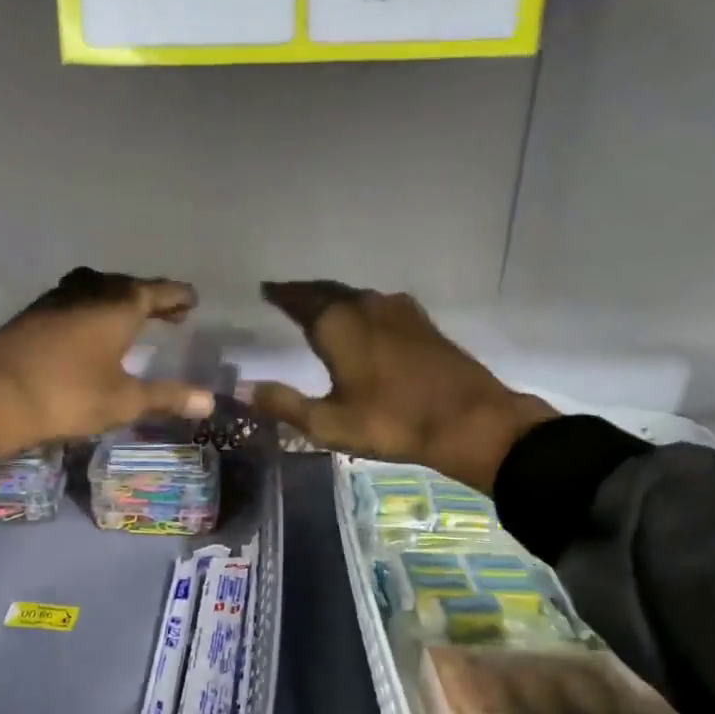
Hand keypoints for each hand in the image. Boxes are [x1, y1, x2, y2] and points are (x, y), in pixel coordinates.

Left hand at [0, 269, 215, 459]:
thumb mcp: (123, 401)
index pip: (156, 291)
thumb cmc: (67, 397)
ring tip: (128, 316)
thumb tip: (210, 401)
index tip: (192, 299)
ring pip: (94, 288)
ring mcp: (53, 301)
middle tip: (168, 312)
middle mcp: (87, 294)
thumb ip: (167, 397)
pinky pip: (71, 300)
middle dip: (150, 296)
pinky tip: (86, 329)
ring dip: (116, 298)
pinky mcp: (29, 316)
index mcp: (116, 307)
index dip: (177, 296)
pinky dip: (90, 308)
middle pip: (126, 286)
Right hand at [251, 281, 554, 491]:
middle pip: (326, 291)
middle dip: (304, 293)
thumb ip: (284, 404)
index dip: (280, 295)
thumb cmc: (393, 421)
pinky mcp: (421, 322)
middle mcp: (365, 305)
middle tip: (285, 296)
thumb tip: (243, 389)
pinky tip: (362, 323)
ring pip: (354, 296)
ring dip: (332, 299)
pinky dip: (358, 309)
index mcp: (338, 323)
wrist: (471, 420)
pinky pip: (377, 306)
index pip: (299, 299)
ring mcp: (398, 310)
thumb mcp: (329, 423)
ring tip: (317, 308)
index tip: (264, 290)